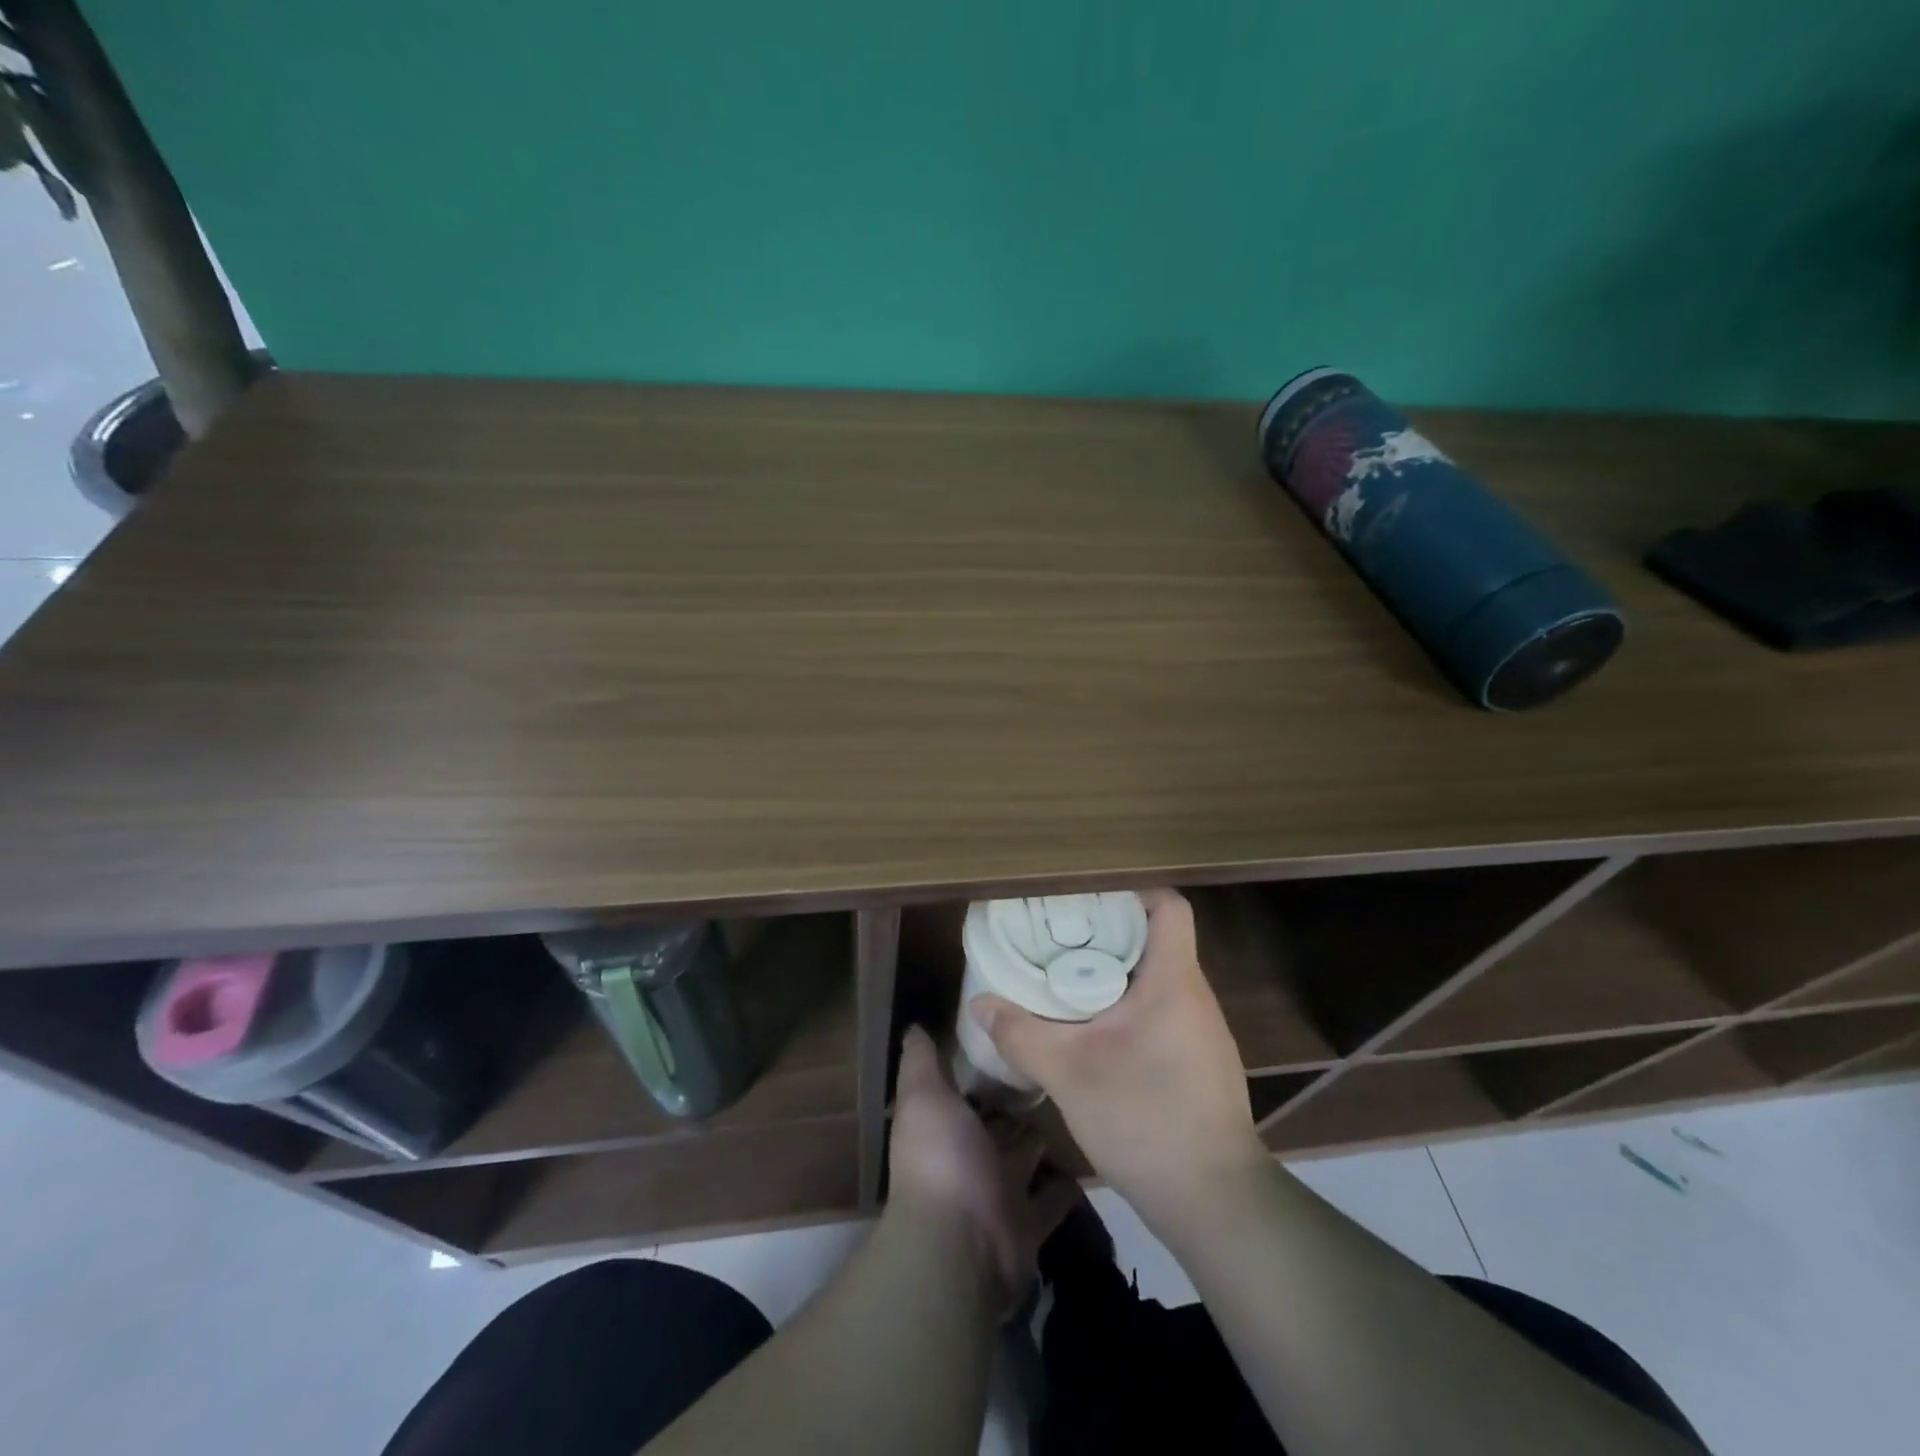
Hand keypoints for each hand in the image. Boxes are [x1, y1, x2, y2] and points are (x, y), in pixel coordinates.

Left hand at [887, 1026, 1079, 1316]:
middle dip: (1022, 1100)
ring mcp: (1001, 1192)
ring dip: (1047, 1137)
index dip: (985, 1067)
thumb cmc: (941, 1158)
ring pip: (1028, 1157)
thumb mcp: (924, 1097)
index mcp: (945, 1127)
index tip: (1016, 1033)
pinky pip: (1055, 1198)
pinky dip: (1070, 1183)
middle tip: (1059, 1064)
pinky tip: (1096, 1152)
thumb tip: (913, 1026)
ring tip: (1081, 1099)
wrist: (961, 1243)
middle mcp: (971, 1158)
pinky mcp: (1031, 1222)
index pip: (968, 1090)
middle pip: (1001, 1123)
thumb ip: (920, 1062)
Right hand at [969, 888, 1267, 1228]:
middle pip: (1156, 939)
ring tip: (1067, 979)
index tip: (1086, 900)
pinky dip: (1128, 1007)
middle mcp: (1194, 996)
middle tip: (1058, 939)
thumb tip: (980, 1003)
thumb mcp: (1069, 1074)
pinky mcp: (1200, 1062)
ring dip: (1115, 973)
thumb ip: (1021, 1033)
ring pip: (1157, 979)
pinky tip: (1095, 1032)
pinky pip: (1162, 1011)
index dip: (1131, 892)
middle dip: (1107, 933)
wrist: (1214, 1203)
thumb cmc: (1145, 1119)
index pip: (1169, 907)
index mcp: (1173, 980)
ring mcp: (1202, 1032)